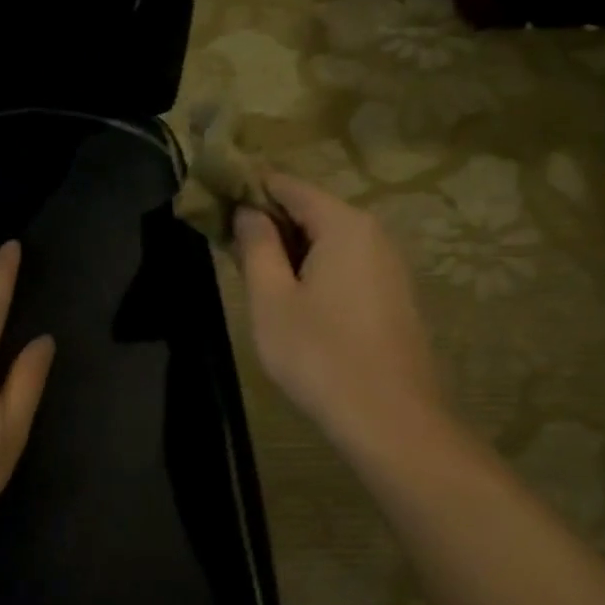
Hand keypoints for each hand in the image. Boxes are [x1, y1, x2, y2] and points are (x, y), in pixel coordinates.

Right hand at [233, 171, 444, 457]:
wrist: (390, 420)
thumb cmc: (319, 355)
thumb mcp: (271, 300)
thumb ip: (256, 247)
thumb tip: (247, 212)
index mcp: (343, 224)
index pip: (288, 185)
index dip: (248, 187)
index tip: (214, 198)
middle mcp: (372, 233)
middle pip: (310, 209)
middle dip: (267, 220)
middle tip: (225, 242)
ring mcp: (387, 265)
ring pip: (327, 239)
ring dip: (287, 247)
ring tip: (250, 271)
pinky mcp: (391, 295)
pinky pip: (344, 264)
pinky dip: (312, 267)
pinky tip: (289, 296)